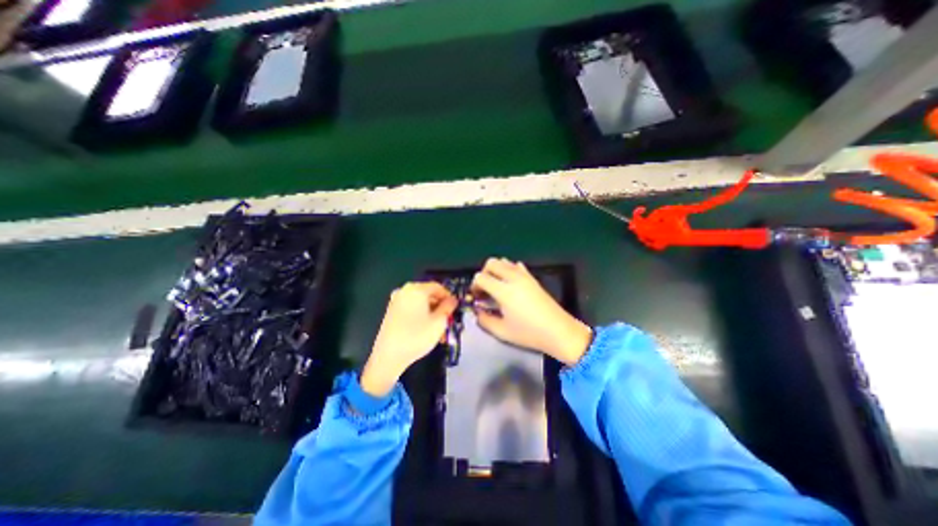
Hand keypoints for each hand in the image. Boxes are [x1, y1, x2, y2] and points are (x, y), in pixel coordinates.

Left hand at [361, 282, 460, 395]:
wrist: (388, 356)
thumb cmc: (417, 336)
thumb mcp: (439, 322)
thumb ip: (448, 307)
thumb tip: (452, 300)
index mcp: (416, 289)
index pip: (438, 287)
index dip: (448, 296)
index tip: (455, 308)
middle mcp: (404, 291)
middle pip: (428, 294)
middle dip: (440, 307)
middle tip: (448, 320)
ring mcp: (396, 301)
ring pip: (420, 303)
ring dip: (432, 313)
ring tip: (439, 330)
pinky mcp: (391, 312)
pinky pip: (411, 309)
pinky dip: (421, 316)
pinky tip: (427, 330)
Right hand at [473, 259, 588, 364]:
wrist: (559, 331)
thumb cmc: (529, 333)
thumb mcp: (502, 332)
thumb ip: (484, 320)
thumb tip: (477, 311)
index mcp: (504, 291)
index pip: (481, 277)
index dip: (474, 286)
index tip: (477, 297)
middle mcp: (513, 278)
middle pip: (491, 263)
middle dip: (483, 274)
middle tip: (484, 290)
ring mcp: (524, 276)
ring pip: (503, 261)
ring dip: (495, 270)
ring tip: (496, 287)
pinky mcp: (532, 278)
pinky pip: (516, 266)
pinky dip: (508, 270)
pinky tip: (510, 285)